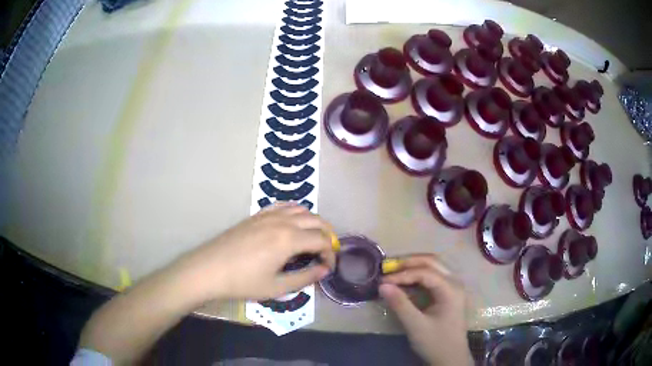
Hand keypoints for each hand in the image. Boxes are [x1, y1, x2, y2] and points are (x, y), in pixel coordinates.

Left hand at [175, 202, 335, 301]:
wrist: (208, 269)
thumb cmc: (243, 282)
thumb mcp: (277, 287)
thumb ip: (305, 277)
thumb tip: (324, 270)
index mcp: (289, 239)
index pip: (322, 240)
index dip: (331, 254)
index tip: (328, 268)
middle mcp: (282, 221)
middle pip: (316, 220)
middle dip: (327, 235)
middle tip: (327, 252)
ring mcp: (268, 215)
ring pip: (301, 209)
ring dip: (313, 222)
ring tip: (314, 237)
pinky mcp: (256, 215)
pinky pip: (283, 206)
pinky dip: (295, 211)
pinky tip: (293, 222)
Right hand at [379, 254, 472, 365]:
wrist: (451, 358)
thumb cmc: (436, 342)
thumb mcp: (416, 326)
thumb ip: (400, 304)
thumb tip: (382, 285)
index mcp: (451, 289)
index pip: (425, 272)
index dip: (402, 274)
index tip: (383, 280)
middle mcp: (455, 282)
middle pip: (431, 262)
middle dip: (408, 263)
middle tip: (387, 268)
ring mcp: (453, 287)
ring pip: (433, 267)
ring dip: (413, 267)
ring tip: (393, 272)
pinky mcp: (448, 293)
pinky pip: (433, 277)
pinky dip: (417, 276)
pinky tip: (405, 282)